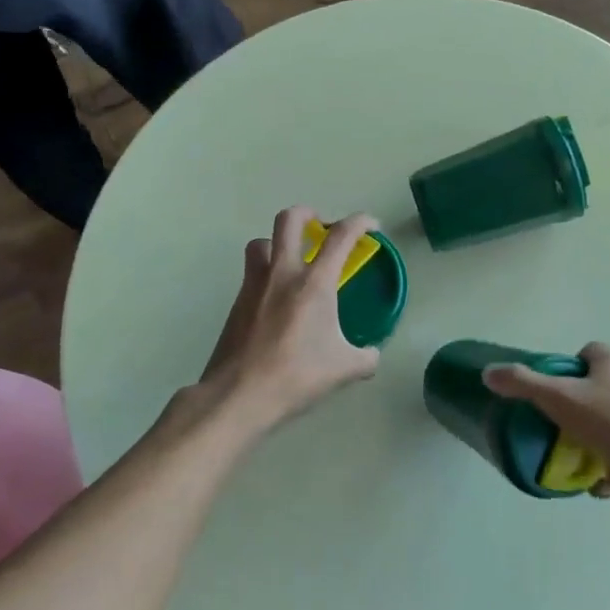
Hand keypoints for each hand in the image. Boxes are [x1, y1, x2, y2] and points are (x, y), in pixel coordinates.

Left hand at [185, 207, 381, 436]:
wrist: (239, 395)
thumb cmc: (296, 375)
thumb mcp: (344, 369)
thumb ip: (365, 357)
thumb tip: (371, 355)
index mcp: (314, 282)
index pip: (341, 236)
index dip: (360, 222)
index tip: (372, 225)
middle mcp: (283, 273)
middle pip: (289, 220)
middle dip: (308, 214)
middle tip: (321, 227)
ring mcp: (254, 285)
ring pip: (261, 242)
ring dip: (277, 243)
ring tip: (292, 262)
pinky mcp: (236, 302)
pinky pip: (251, 273)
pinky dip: (265, 274)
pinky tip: (276, 300)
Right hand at [482, 344, 609, 501]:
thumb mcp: (561, 401)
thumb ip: (523, 385)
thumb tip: (488, 373)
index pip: (584, 355)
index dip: (566, 374)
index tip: (553, 399)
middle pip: (598, 391)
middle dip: (580, 415)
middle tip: (562, 434)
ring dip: (599, 445)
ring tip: (584, 465)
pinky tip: (609, 485)